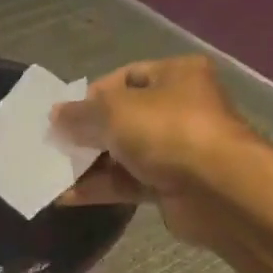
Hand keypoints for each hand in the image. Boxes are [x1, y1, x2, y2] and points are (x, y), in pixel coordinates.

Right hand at [51, 55, 254, 243]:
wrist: (216, 189)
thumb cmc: (167, 131)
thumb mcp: (115, 112)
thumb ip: (81, 113)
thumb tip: (56, 115)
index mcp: (175, 75)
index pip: (126, 77)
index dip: (93, 95)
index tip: (65, 115)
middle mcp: (179, 108)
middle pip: (123, 118)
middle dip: (88, 133)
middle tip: (56, 146)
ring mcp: (176, 149)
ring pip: (124, 154)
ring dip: (90, 164)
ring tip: (55, 173)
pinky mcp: (171, 185)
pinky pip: (129, 183)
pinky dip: (101, 188)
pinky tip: (67, 197)